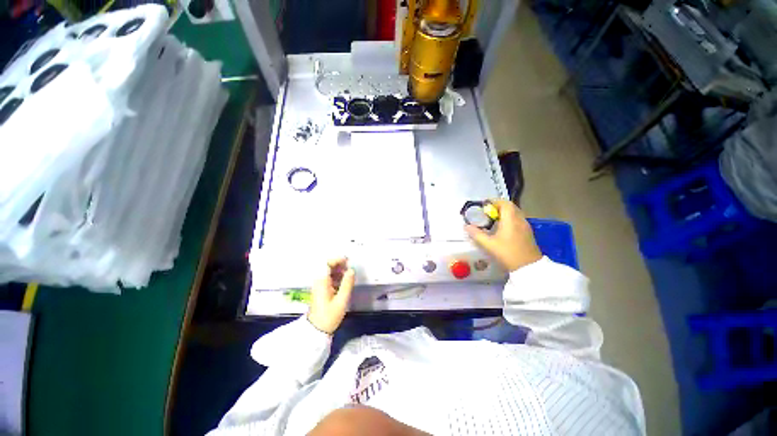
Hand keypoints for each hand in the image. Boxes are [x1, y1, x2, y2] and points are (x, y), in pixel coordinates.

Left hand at [307, 257, 355, 333]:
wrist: (316, 330)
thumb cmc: (329, 316)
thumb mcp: (341, 301)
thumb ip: (347, 284)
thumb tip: (352, 270)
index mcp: (322, 281)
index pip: (327, 263)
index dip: (337, 259)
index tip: (348, 260)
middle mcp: (319, 280)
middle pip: (328, 266)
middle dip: (340, 264)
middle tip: (351, 268)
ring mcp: (320, 285)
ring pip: (330, 272)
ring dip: (340, 271)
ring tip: (350, 275)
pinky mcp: (322, 289)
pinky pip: (330, 278)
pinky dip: (338, 277)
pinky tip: (345, 282)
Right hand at [465, 199, 542, 271]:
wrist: (528, 267)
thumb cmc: (507, 253)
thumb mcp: (489, 244)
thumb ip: (477, 234)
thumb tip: (466, 226)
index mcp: (511, 219)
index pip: (504, 203)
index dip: (494, 201)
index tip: (484, 205)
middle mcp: (520, 219)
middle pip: (510, 206)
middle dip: (498, 206)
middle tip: (487, 212)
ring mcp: (525, 225)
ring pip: (515, 213)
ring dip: (504, 212)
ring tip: (493, 219)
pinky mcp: (527, 232)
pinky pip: (517, 219)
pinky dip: (509, 218)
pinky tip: (502, 228)